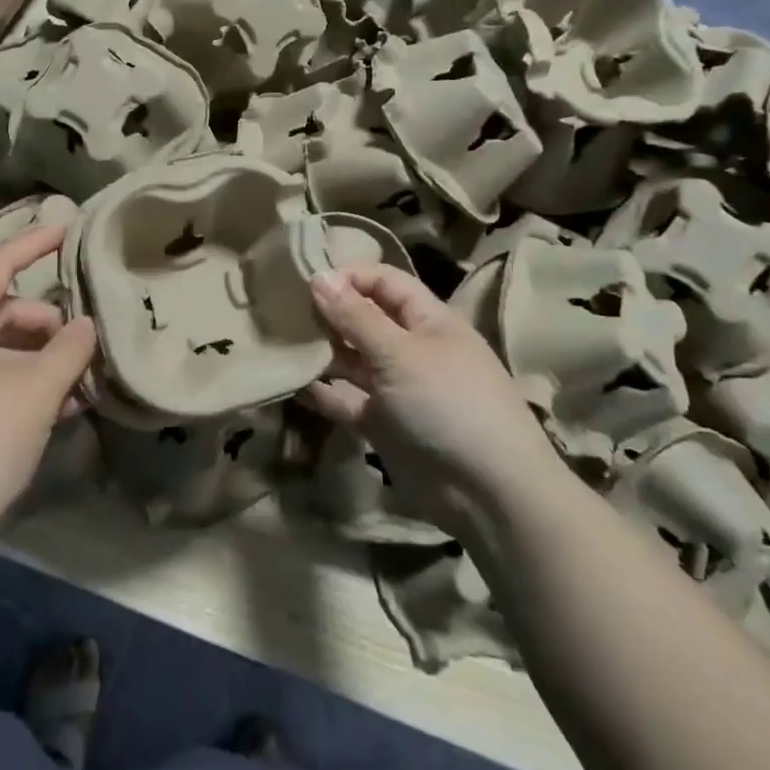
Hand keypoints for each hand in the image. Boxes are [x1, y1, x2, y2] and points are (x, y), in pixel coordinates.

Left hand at [0, 225, 96, 554]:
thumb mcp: (37, 392)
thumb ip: (69, 348)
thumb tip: (84, 325)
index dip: (32, 243)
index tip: (67, 228)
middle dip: (46, 323)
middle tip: (86, 347)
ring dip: (38, 358)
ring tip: (79, 386)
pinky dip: (18, 382)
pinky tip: (55, 408)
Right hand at [302, 264, 564, 517]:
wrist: (487, 493)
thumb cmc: (448, 404)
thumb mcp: (400, 354)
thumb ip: (356, 317)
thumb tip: (318, 276)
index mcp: (429, 321)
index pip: (386, 282)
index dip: (350, 276)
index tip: (307, 280)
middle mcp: (412, 349)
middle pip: (365, 319)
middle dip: (330, 312)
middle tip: (284, 311)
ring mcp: (397, 388)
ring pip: (353, 359)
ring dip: (322, 351)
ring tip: (281, 343)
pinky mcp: (383, 424)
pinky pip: (348, 400)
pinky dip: (324, 392)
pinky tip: (293, 383)